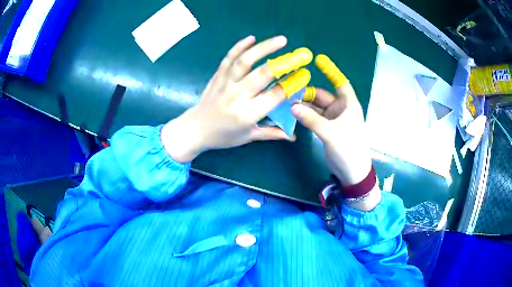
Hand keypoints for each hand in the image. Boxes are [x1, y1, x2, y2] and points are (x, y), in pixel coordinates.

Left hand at [162, 36, 311, 162]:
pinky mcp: (218, 76)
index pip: (275, 95)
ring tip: (281, 40)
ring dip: (264, 48)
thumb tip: (293, 136)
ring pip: (245, 61)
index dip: (292, 84)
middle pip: (263, 74)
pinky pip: (228, 58)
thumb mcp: (249, 137)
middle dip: (285, 63)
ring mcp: (226, 83)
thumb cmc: (223, 136)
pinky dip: (239, 46)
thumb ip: (272, 133)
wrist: (195, 129)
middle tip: (300, 56)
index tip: (304, 75)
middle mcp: (237, 96)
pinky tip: (251, 38)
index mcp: (247, 114)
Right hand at [292, 55, 372, 186]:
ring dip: (304, 105)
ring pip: (317, 107)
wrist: (353, 172)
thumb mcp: (331, 133)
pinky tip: (293, 114)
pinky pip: (314, 118)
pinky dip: (305, 116)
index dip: (331, 71)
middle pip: (323, 95)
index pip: (340, 83)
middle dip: (307, 93)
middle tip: (289, 92)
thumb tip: (292, 106)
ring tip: (287, 103)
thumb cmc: (348, 149)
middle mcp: (341, 109)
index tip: (319, 60)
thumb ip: (311, 119)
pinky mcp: (327, 129)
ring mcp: (333, 120)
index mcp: (348, 105)